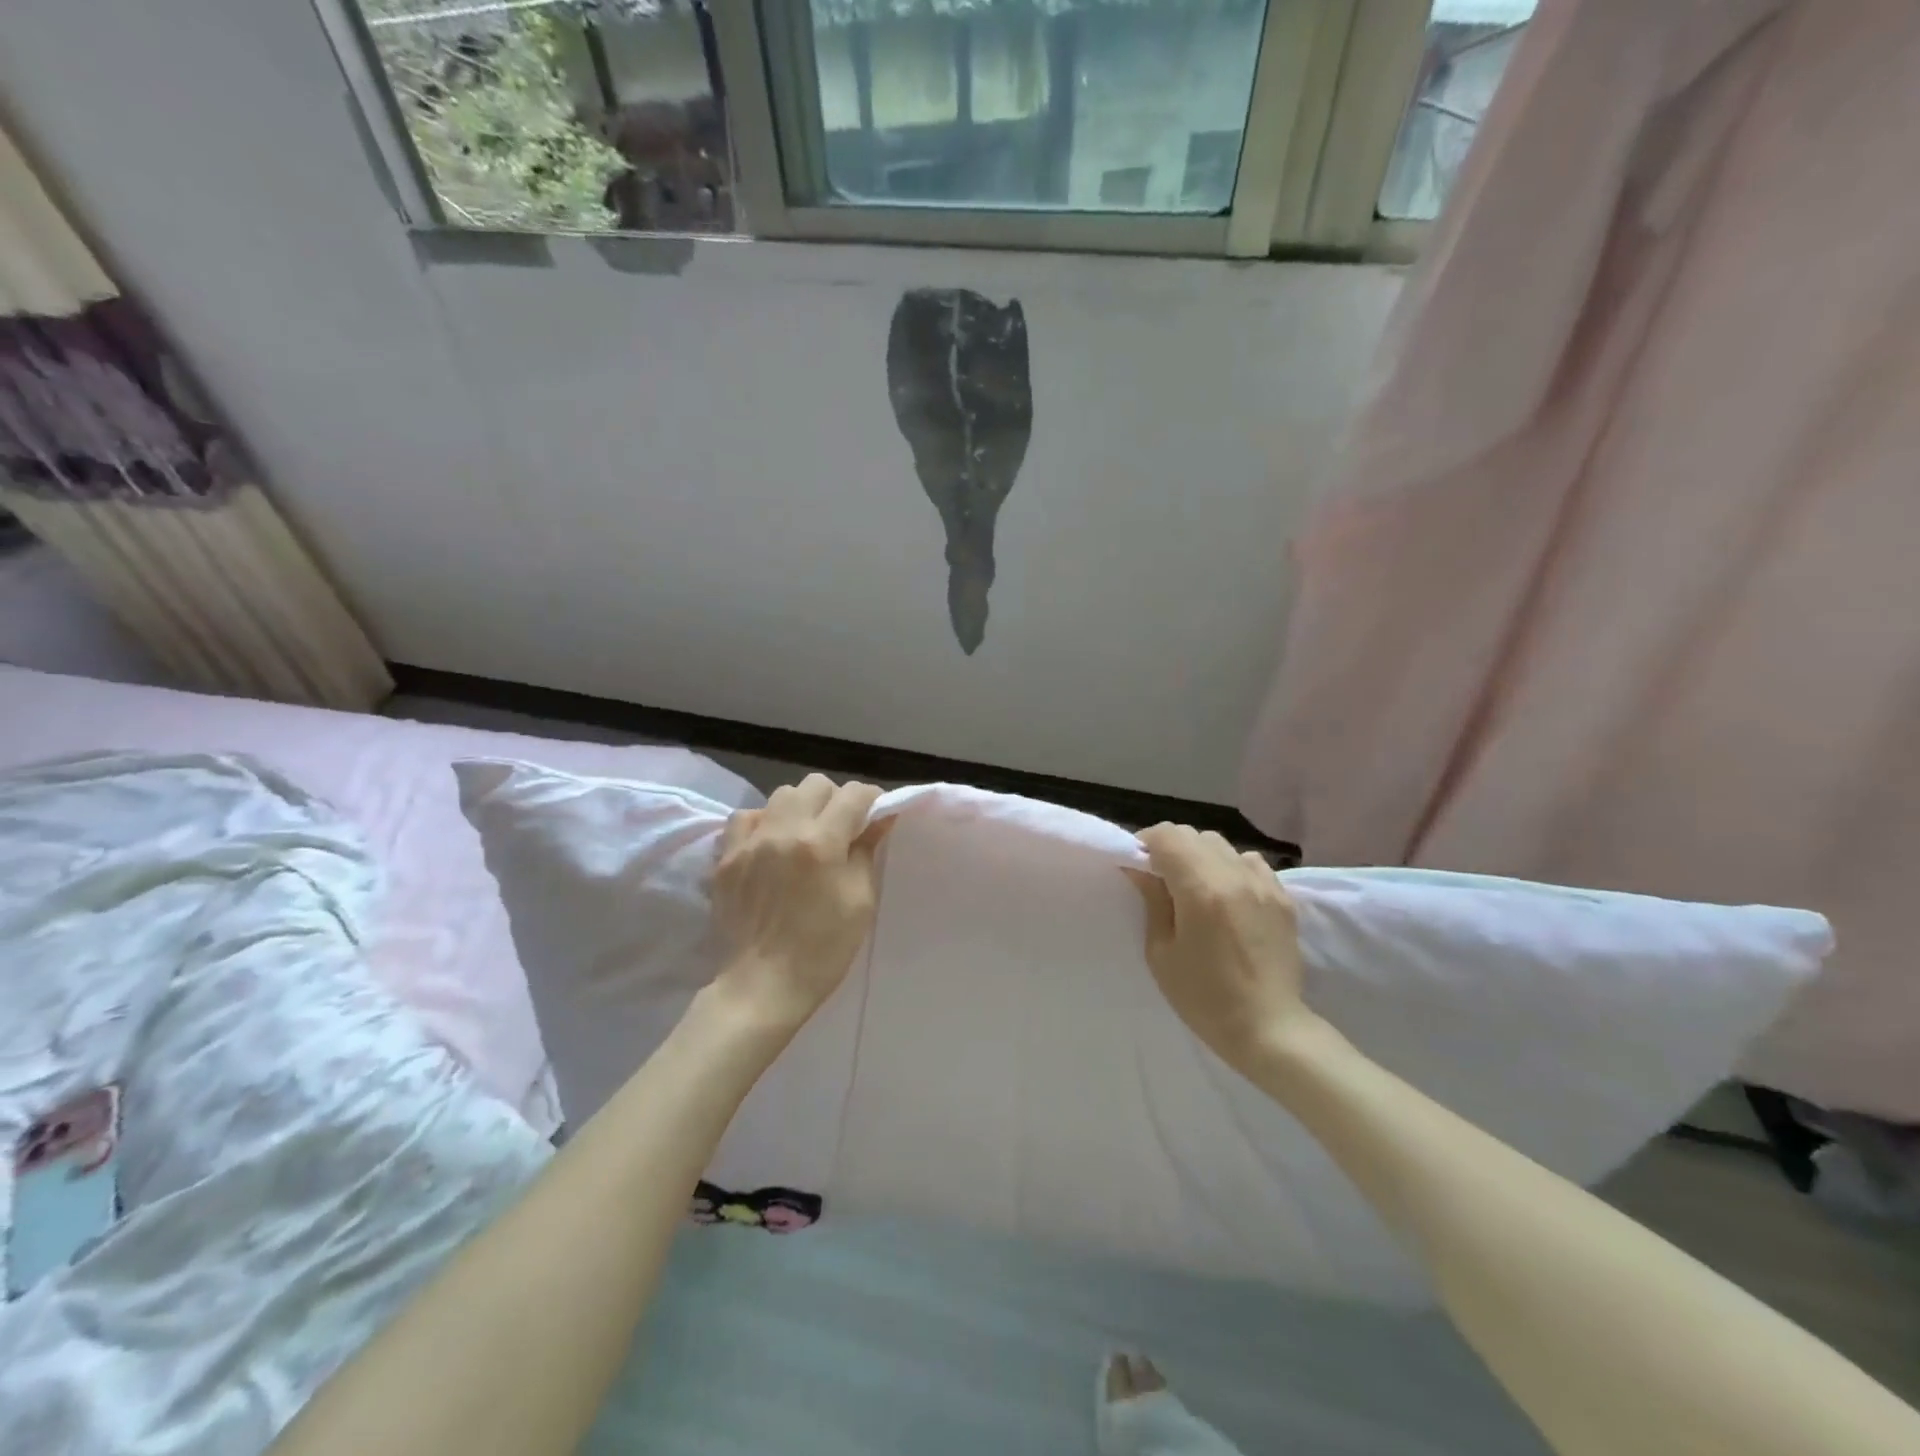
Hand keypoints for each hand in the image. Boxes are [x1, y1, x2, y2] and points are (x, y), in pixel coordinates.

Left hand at [711, 775, 890, 1027]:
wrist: (762, 986)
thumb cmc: (823, 949)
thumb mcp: (860, 901)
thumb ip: (865, 851)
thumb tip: (878, 819)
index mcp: (821, 843)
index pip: (853, 795)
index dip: (871, 799)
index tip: (877, 814)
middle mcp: (783, 831)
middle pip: (815, 785)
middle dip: (835, 799)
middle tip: (842, 826)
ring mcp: (750, 842)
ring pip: (780, 795)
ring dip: (800, 807)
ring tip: (806, 833)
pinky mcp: (726, 857)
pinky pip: (746, 817)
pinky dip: (764, 821)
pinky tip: (771, 843)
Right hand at [1126, 825, 1311, 1075]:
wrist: (1269, 1028)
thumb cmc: (1204, 997)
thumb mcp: (1161, 952)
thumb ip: (1153, 900)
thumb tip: (1140, 868)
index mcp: (1201, 889)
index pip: (1167, 836)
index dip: (1145, 843)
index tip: (1138, 866)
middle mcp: (1235, 876)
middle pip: (1193, 834)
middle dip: (1170, 847)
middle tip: (1161, 877)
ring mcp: (1264, 884)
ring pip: (1222, 845)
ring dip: (1201, 855)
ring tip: (1195, 886)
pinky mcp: (1282, 897)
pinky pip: (1250, 862)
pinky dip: (1231, 867)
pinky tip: (1227, 896)